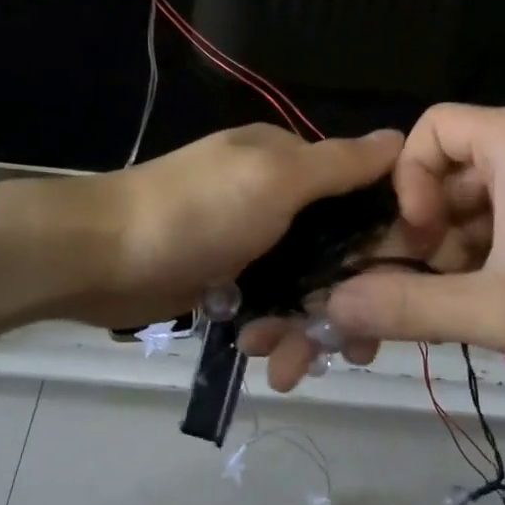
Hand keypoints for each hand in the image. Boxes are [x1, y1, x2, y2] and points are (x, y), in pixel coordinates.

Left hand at [47, 125, 402, 330]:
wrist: (100, 256)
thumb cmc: (196, 212)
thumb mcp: (275, 178)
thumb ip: (338, 165)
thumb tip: (401, 138)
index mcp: (291, 163)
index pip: (362, 197)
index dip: (386, 242)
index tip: (404, 289)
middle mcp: (276, 198)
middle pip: (338, 253)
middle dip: (346, 303)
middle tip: (354, 352)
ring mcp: (250, 242)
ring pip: (304, 288)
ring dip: (304, 329)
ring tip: (289, 367)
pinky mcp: (226, 280)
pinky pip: (269, 307)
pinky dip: (273, 332)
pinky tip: (263, 356)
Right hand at [282, 105, 504, 392]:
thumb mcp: (499, 310)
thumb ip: (408, 307)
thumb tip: (333, 305)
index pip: (429, 130)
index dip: (407, 183)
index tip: (417, 243)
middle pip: (452, 170)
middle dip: (429, 231)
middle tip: (430, 291)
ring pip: (483, 202)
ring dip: (460, 252)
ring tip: (468, 310)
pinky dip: (496, 256)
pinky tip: (504, 306)